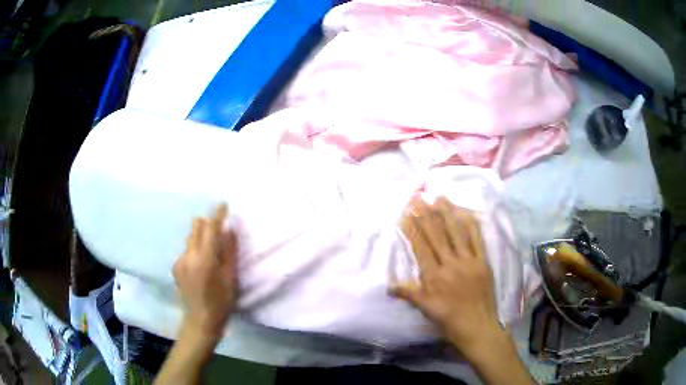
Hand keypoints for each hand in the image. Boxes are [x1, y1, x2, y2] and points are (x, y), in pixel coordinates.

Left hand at [173, 204, 237, 340]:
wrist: (200, 322)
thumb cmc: (221, 303)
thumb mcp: (231, 278)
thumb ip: (229, 251)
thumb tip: (229, 229)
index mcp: (204, 259)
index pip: (210, 228)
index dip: (217, 215)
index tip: (223, 204)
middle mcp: (188, 255)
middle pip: (196, 228)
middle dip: (208, 224)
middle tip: (220, 232)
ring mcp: (179, 261)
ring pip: (191, 238)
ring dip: (202, 237)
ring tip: (212, 251)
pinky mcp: (176, 267)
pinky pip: (187, 249)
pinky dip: (196, 249)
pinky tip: (202, 265)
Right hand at [391, 196, 503, 358]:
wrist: (478, 327)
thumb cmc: (449, 319)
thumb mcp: (425, 309)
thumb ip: (409, 293)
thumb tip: (389, 284)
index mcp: (434, 276)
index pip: (421, 246)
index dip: (412, 228)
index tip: (405, 212)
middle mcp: (451, 264)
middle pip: (436, 235)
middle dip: (425, 214)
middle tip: (418, 197)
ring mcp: (469, 261)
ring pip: (456, 233)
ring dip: (447, 213)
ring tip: (439, 197)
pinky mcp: (483, 262)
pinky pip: (477, 240)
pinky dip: (471, 225)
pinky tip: (466, 212)